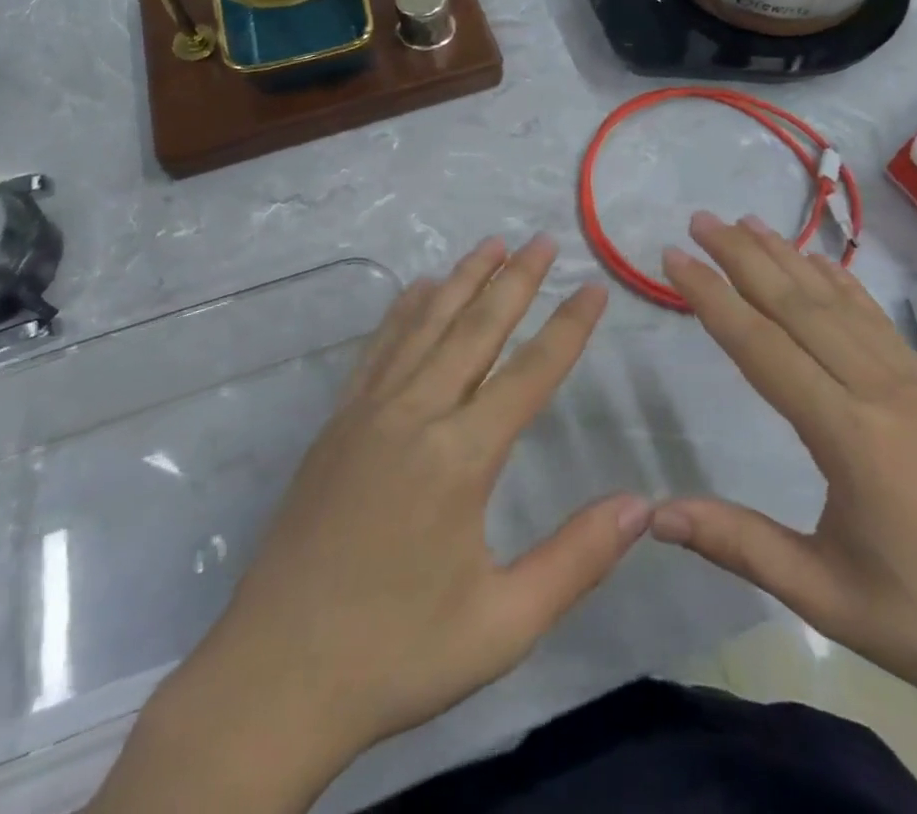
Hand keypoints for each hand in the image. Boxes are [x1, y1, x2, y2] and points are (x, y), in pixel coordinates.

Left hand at [93, 235, 648, 813]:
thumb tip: (642, 505)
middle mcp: (416, 414)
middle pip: (476, 329)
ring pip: (425, 325)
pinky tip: (418, 289)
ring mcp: (368, 411)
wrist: (274, 677)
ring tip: (491, 243)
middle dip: (515, 280)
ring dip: (462, 280)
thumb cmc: (397, 653)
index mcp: (461, 457)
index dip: (568, 326)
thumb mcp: (502, 624)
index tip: (593, 285)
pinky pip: (378, 348)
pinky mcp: (337, 422)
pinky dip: (404, 310)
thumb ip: (576, 560)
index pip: (530, 373)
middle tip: (543, 239)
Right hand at [655, 212, 916, 738]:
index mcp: (848, 434)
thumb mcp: (827, 595)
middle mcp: (877, 390)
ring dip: (789, 257)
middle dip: (743, 257)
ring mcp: (910, 385)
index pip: (762, 347)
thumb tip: (654, 514)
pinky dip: (842, 283)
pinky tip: (823, 264)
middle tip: (699, 220)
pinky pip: (876, 320)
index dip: (712, 298)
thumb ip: (739, 544)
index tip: (674, 257)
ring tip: (747, 223)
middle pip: (798, 306)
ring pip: (837, 303)